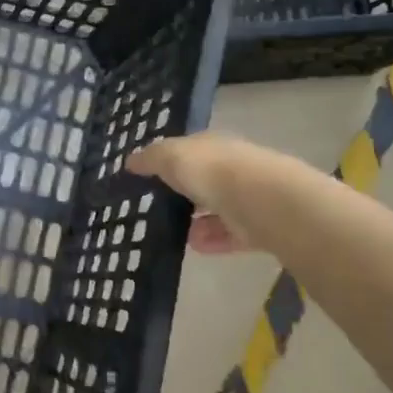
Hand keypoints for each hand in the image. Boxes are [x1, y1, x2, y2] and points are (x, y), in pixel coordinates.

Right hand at [128, 132, 307, 255]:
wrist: (262, 200)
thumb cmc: (212, 171)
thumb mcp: (170, 157)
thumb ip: (150, 159)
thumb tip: (130, 160)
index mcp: (213, 145)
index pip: (189, 149)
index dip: (168, 160)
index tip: (148, 176)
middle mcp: (233, 166)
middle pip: (205, 179)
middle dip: (184, 193)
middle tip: (159, 208)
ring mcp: (248, 196)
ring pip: (219, 208)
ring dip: (198, 220)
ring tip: (174, 233)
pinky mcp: (259, 226)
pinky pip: (231, 233)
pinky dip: (213, 240)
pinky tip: (195, 247)